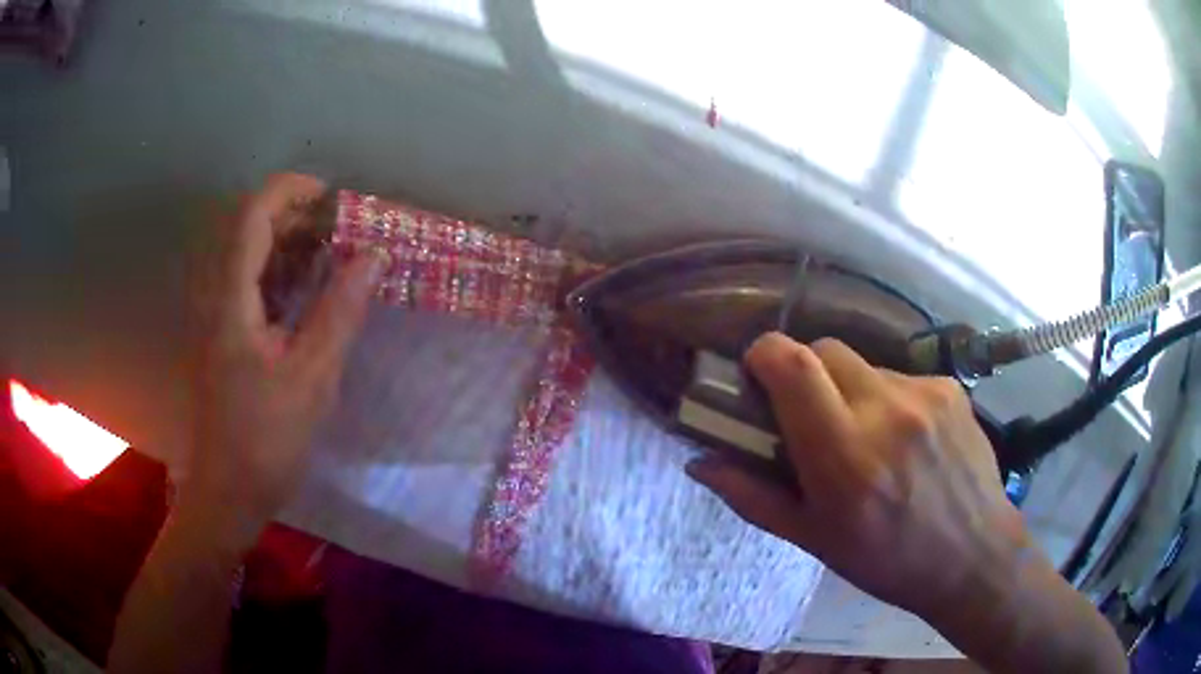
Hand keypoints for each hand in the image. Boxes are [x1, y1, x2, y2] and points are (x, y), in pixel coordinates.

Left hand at [187, 173, 383, 538]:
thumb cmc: (266, 439)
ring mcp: (217, 316)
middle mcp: (217, 297)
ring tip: (330, 254)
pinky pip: (249, 283)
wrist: (228, 490)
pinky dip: (279, 271)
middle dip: (293, 214)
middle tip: (337, 228)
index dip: (290, 192)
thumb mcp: (312, 377)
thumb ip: (340, 311)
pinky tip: (308, 291)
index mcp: (231, 300)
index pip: (251, 216)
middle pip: (246, 227)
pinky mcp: (224, 335)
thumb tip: (373, 255)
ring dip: (287, 241)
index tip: (331, 199)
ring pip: (247, 254)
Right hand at [687, 334, 1033, 621]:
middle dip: (806, 372)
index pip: (793, 365)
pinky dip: (888, 399)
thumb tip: (701, 463)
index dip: (763, 355)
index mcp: (844, 458)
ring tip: (866, 437)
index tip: (757, 375)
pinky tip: (905, 440)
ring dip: (850, 390)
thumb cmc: (887, 562)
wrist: (973, 557)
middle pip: (825, 349)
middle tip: (812, 416)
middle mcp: (886, 412)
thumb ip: (753, 497)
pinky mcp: (950, 389)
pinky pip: (900, 377)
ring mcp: (924, 395)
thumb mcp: (814, 541)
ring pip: (864, 364)